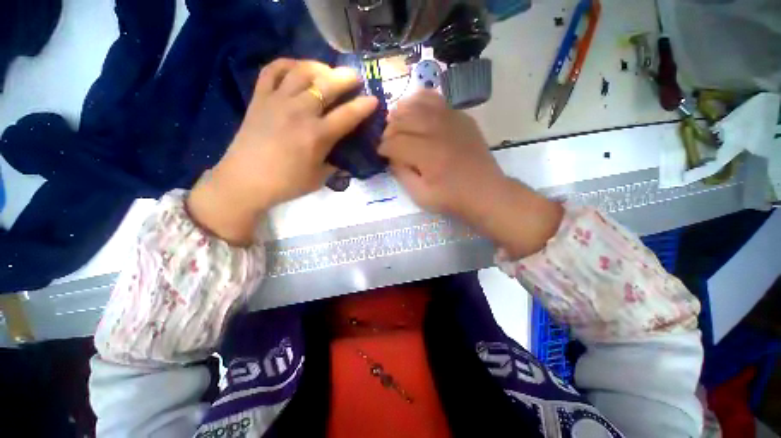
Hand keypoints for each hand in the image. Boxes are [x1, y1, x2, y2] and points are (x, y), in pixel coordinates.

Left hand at [188, 59, 377, 244]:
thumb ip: (335, 165)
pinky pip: (272, 70)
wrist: (245, 181)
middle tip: (355, 77)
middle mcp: (300, 112)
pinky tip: (297, 68)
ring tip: (328, 71)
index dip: (364, 106)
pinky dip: (287, 64)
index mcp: (318, 135)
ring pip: (301, 72)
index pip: (348, 115)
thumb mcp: (319, 179)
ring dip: (320, 67)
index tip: (374, 100)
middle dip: (346, 78)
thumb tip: (345, 159)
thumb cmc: (286, 184)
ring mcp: (277, 101)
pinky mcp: (259, 98)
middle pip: (327, 85)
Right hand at [379, 90, 506, 221]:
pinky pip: (437, 100)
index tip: (380, 153)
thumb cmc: (452, 198)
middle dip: (389, 130)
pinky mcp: (461, 117)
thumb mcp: (420, 195)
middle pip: (404, 120)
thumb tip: (392, 157)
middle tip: (387, 141)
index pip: (395, 142)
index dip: (383, 147)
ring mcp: (452, 120)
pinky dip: (421, 101)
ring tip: (396, 122)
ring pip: (418, 104)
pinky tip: (416, 109)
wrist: (485, 192)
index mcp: (428, 154)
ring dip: (402, 112)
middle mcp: (438, 131)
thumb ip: (402, 174)